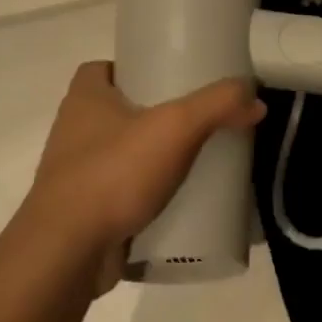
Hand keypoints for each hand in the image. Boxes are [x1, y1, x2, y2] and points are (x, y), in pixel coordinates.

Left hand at [16, 62, 262, 294]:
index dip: (134, 68)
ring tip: (196, 160)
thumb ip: (218, 105)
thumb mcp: (176, 127)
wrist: (67, 254)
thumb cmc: (113, 174)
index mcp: (84, 99)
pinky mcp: (85, 213)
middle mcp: (74, 131)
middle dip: (155, 115)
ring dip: (153, 158)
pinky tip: (180, 202)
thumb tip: (255, 98)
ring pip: (122, 154)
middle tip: (197, 120)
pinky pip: (122, 194)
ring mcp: (76, 175)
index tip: (171, 78)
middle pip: (119, 111)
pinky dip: (147, 196)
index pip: (104, 68)